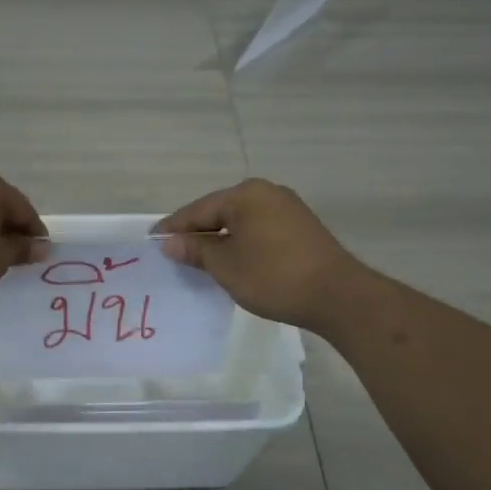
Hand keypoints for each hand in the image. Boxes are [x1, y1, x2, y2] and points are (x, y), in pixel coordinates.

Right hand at [155, 178, 360, 329]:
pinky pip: (259, 231)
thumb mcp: (225, 265)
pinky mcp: (301, 229)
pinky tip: (232, 262)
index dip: (174, 227)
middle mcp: (267, 193)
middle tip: (173, 253)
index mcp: (246, 194)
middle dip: (197, 233)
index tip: (153, 241)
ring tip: (199, 261)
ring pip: (241, 223)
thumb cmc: (273, 276)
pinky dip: (241, 244)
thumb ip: (195, 250)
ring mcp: (288, 209)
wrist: (337, 296)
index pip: (198, 209)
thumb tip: (170, 242)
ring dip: (220, 240)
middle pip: (220, 212)